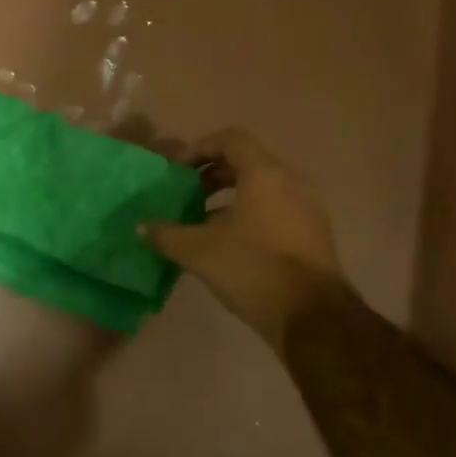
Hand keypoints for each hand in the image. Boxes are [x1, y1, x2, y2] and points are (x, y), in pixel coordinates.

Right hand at [143, 127, 344, 350]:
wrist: (313, 317)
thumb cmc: (254, 269)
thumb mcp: (200, 252)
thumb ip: (167, 235)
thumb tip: (142, 228)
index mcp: (265, 174)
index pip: (231, 140)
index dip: (200, 149)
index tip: (178, 171)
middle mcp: (291, 181)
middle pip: (247, 162)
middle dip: (212, 175)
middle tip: (187, 195)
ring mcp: (307, 207)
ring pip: (262, 188)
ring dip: (230, 197)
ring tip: (203, 222)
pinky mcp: (313, 233)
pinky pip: (276, 209)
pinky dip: (250, 214)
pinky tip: (230, 244)